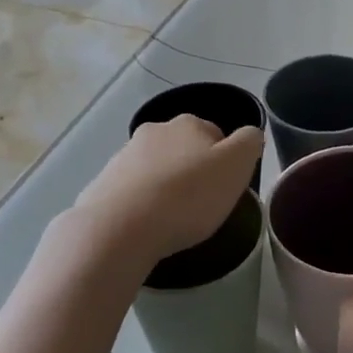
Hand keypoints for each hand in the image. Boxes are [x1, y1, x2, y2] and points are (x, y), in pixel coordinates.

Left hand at [70, 116, 262, 268]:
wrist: (119, 229)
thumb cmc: (188, 196)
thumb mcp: (236, 166)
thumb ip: (249, 143)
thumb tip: (249, 136)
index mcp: (189, 124)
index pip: (216, 135)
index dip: (224, 162)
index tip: (225, 189)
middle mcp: (154, 131)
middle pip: (184, 150)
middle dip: (193, 171)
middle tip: (202, 205)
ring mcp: (124, 157)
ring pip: (157, 169)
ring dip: (166, 186)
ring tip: (173, 220)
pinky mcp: (103, 184)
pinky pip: (132, 191)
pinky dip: (142, 204)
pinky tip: (147, 227)